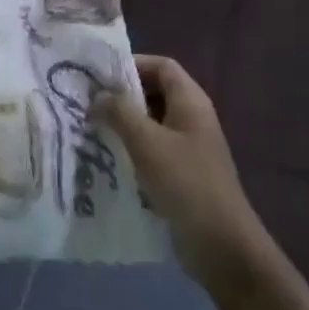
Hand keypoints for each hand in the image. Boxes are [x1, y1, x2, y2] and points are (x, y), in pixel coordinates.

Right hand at [96, 55, 264, 285]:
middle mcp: (191, 119)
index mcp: (191, 102)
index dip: (132, 64)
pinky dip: (130, 151)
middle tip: (87, 103)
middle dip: (122, 96)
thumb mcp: (147, 142)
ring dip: (123, 125)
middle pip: (155, 93)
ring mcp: (188, 149)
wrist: (221, 245)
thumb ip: (120, 113)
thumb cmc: (186, 183)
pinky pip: (152, 152)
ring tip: (89, 130)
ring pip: (150, 124)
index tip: (98, 76)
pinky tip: (105, 160)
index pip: (162, 66)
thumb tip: (98, 96)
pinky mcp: (181, 175)